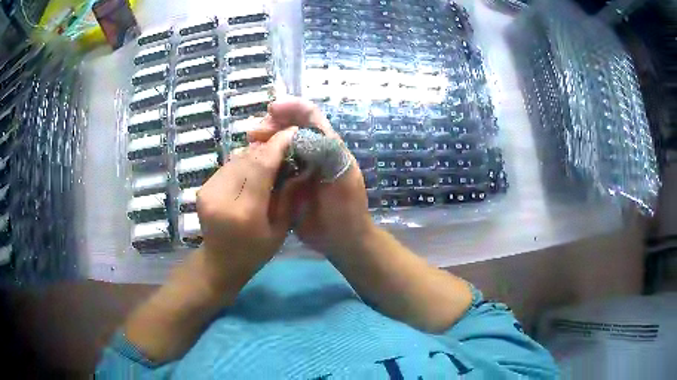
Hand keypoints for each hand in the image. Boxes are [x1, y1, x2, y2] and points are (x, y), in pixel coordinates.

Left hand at [196, 127, 297, 291]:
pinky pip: (228, 166)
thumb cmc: (254, 253)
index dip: (278, 145)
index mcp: (244, 211)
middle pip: (248, 158)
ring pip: (236, 158)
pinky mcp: (203, 187)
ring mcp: (208, 190)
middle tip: (286, 143)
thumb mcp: (280, 230)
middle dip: (268, 147)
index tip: (293, 132)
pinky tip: (253, 168)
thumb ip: (289, 196)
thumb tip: (301, 166)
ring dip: (256, 153)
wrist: (219, 263)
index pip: (261, 166)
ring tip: (272, 155)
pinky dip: (243, 162)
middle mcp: (221, 196)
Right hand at [249, 98, 375, 256]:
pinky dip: (262, 161)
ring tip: (248, 146)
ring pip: (279, 146)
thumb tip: (297, 133)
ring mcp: (299, 168)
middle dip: (271, 125)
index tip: (271, 109)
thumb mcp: (342, 178)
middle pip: (291, 127)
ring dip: (264, 142)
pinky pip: (273, 166)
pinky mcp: (288, 184)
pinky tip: (250, 164)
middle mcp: (313, 152)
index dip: (292, 107)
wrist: (341, 241)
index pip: (311, 117)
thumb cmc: (347, 209)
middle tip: (252, 135)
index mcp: (329, 146)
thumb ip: (326, 152)